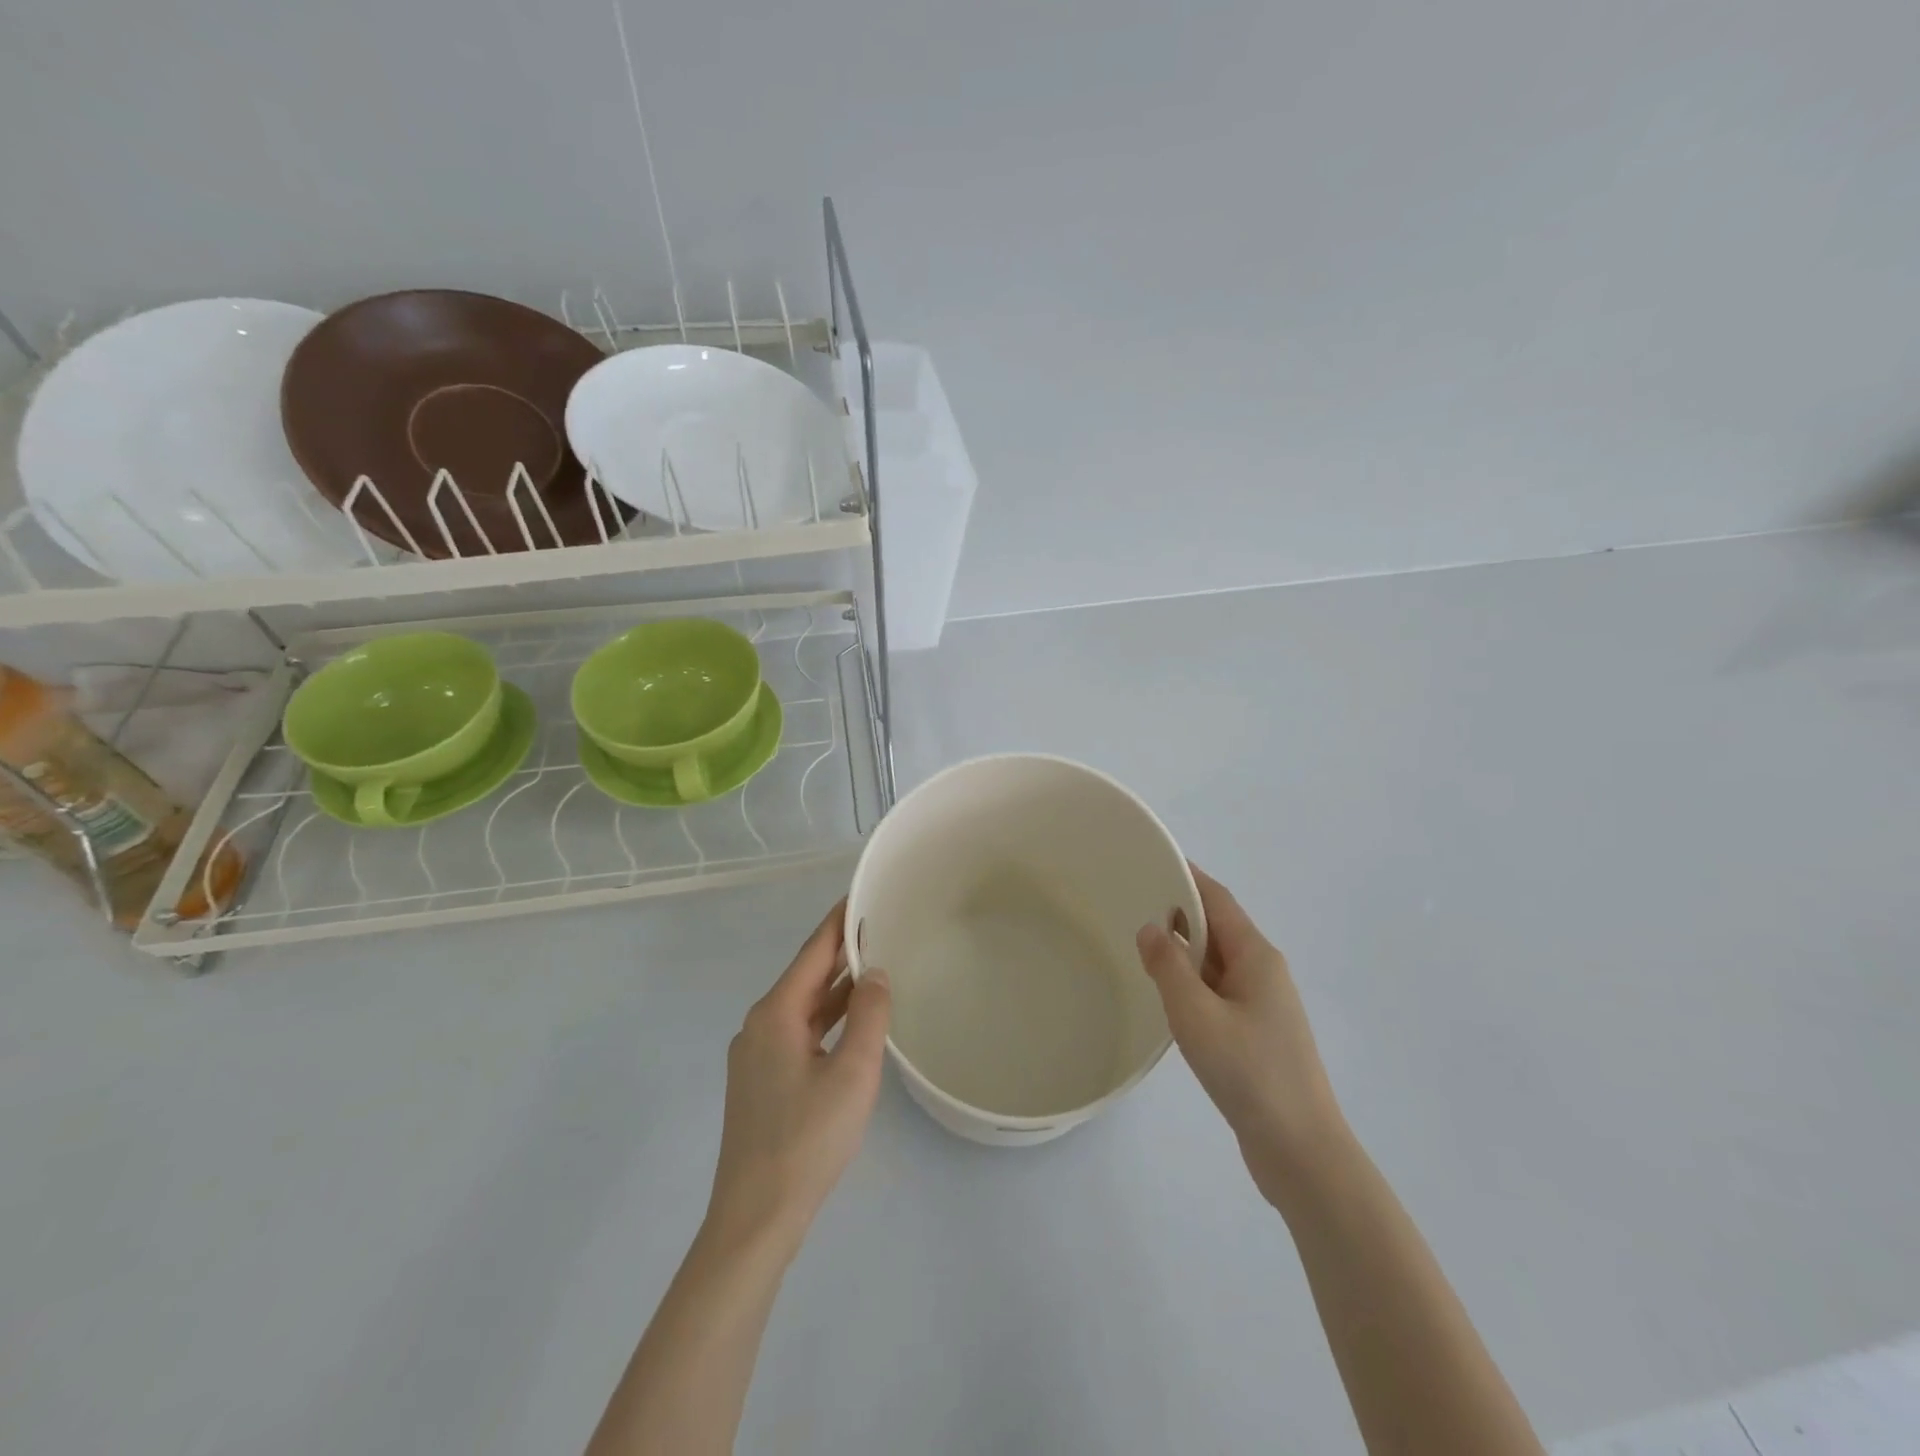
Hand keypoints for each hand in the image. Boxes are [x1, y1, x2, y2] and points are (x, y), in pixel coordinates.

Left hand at [706, 900, 891, 1255]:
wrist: (755, 1218)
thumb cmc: (807, 1139)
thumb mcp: (853, 1073)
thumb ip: (869, 1015)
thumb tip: (876, 973)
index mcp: (775, 1014)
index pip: (813, 951)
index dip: (839, 921)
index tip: (863, 893)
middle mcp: (759, 1025)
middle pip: (806, 976)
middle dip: (842, 952)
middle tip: (881, 926)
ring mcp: (756, 1055)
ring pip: (803, 1007)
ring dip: (837, 988)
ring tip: (876, 966)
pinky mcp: (761, 1082)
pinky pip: (799, 1032)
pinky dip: (827, 1019)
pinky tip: (853, 1022)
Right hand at [1136, 866, 1348, 1207]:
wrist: (1300, 1150)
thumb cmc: (1249, 1072)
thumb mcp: (1197, 1014)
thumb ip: (1169, 966)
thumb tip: (1150, 927)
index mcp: (1256, 957)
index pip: (1218, 899)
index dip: (1186, 876)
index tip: (1152, 860)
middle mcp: (1263, 973)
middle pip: (1218, 928)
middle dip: (1179, 912)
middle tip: (1131, 901)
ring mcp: (1263, 1006)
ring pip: (1216, 963)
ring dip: (1183, 951)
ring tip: (1139, 943)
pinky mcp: (1256, 1036)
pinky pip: (1218, 992)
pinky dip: (1191, 983)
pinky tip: (1166, 996)